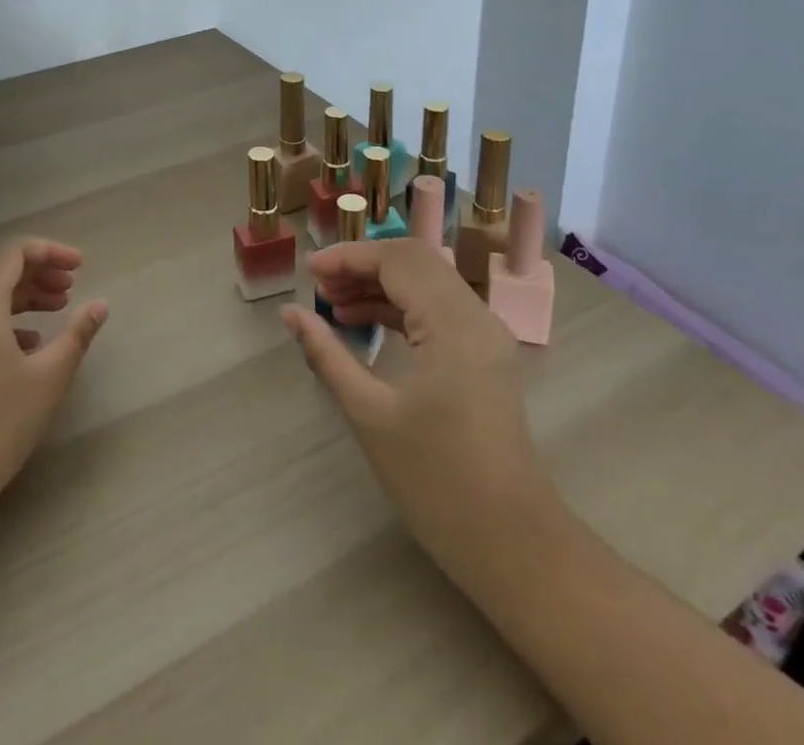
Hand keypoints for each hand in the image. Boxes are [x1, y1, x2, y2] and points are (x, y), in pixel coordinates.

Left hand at [0, 240, 107, 530]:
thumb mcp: (47, 378)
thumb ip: (77, 335)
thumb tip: (100, 304)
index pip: (15, 252)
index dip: (51, 252)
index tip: (81, 266)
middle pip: (0, 270)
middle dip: (39, 272)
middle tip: (71, 288)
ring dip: (24, 297)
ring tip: (58, 311)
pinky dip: (5, 321)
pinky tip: (29, 346)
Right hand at [282, 239, 557, 591]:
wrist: (513, 545)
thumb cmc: (437, 481)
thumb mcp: (370, 414)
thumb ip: (327, 354)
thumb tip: (290, 313)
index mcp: (452, 323)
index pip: (397, 261)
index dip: (349, 257)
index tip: (308, 271)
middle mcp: (475, 316)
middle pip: (414, 262)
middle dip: (363, 266)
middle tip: (319, 285)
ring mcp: (485, 335)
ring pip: (426, 283)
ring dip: (380, 286)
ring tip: (332, 304)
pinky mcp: (484, 356)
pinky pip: (437, 310)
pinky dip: (400, 308)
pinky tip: (363, 325)